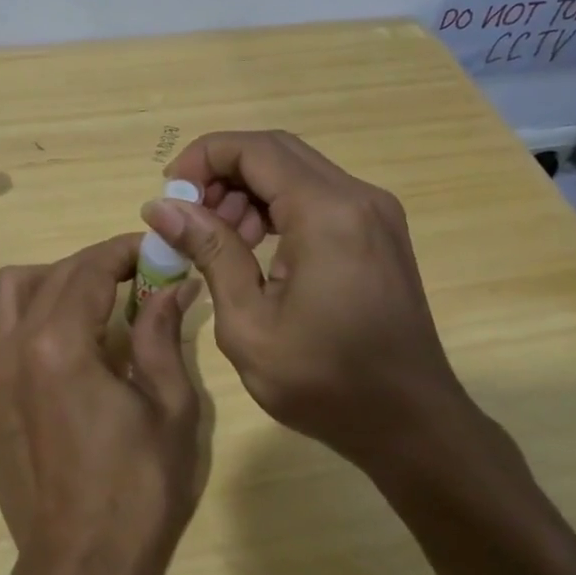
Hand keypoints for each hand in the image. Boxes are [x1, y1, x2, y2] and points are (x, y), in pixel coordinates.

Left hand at [0, 235, 204, 574]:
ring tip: (100, 303)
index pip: (87, 268)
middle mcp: (15, 350)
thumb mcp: (170, 408)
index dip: (123, 250)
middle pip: (50, 275)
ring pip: (13, 297)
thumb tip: (173, 287)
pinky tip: (78, 351)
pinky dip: (40, 318)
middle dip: (96, 263)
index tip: (155, 251)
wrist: (80, 573)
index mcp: (58, 345)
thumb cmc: (137, 491)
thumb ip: (163, 336)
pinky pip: (9, 335)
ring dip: (56, 282)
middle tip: (139, 277)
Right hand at [141, 130, 467, 464]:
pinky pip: (316, 193)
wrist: (413, 424)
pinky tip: (255, 245)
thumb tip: (162, 207)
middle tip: (188, 215)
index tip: (169, 195)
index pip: (253, 149)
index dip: (202, 159)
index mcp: (327, 213)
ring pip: (295, 169)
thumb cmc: (326, 383)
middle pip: (275, 150)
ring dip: (248, 189)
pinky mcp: (378, 229)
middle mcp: (357, 196)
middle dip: (221, 172)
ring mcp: (374, 210)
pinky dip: (277, 204)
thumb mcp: (249, 323)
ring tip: (218, 237)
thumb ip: (209, 252)